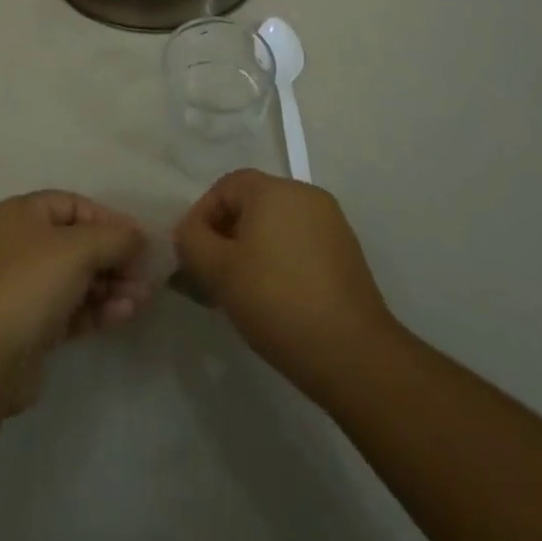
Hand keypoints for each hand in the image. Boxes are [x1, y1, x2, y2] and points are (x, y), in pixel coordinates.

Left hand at [0, 191, 151, 410]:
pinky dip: (96, 310)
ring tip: (141, 300)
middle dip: (113, 259)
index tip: (140, 239)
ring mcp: (21, 288)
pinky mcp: (28, 327)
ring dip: (110, 286)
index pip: (73, 205)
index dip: (108, 219)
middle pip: (76, 244)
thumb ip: (115, 237)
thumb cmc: (30, 283)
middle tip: (144, 275)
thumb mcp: (79, 249)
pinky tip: (123, 315)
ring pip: (75, 280)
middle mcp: (18, 245)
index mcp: (21, 214)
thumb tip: (138, 236)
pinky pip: (69, 309)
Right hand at [174, 170, 397, 399]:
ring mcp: (331, 222)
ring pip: (277, 225)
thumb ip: (192, 241)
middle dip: (227, 234)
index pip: (226, 186)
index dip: (202, 215)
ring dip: (253, 249)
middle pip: (252, 203)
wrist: (353, 353)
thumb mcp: (219, 272)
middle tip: (213, 274)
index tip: (193, 254)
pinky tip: (275, 299)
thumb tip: (188, 231)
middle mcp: (305, 194)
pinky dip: (281, 261)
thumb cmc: (277, 302)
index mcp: (274, 189)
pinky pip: (300, 244)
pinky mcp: (347, 252)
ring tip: (241, 291)